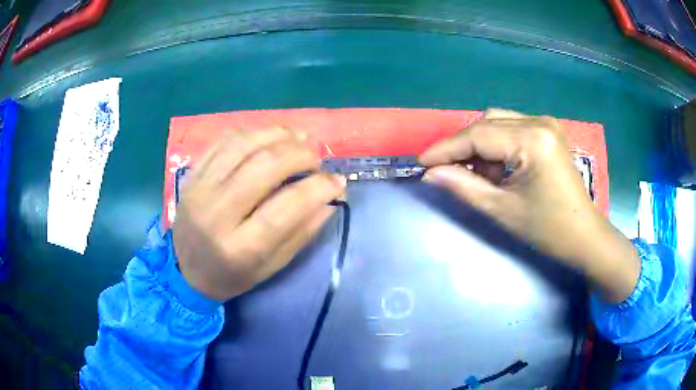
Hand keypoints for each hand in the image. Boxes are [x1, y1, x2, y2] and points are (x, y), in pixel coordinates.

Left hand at [172, 128, 345, 300]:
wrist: (185, 270)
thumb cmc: (232, 276)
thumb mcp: (271, 267)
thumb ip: (301, 233)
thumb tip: (330, 199)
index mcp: (239, 248)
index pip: (286, 208)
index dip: (318, 188)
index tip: (338, 181)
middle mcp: (216, 214)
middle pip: (264, 166)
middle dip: (300, 155)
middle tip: (316, 160)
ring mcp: (200, 189)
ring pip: (243, 145)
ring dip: (278, 135)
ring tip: (299, 139)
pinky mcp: (191, 175)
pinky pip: (224, 141)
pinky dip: (253, 133)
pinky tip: (269, 137)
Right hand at [419, 109, 639, 302]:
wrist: (583, 236)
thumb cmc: (547, 229)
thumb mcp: (502, 210)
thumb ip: (463, 187)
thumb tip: (431, 173)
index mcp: (532, 140)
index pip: (478, 135)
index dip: (445, 149)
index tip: (421, 163)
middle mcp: (539, 122)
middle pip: (486, 123)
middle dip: (462, 148)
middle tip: (445, 172)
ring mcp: (546, 124)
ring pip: (497, 123)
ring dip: (479, 146)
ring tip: (475, 174)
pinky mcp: (549, 131)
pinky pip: (512, 128)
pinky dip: (497, 145)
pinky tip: (495, 168)